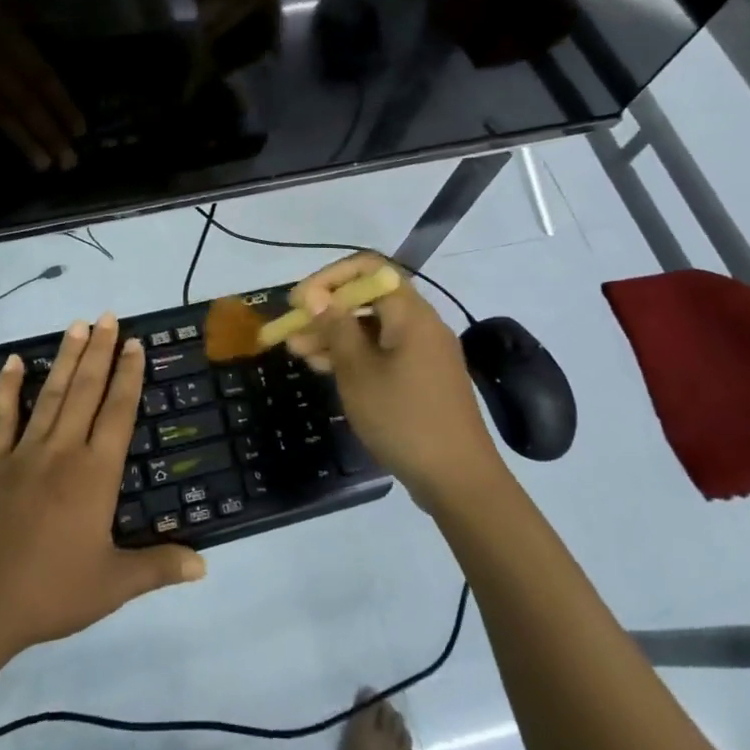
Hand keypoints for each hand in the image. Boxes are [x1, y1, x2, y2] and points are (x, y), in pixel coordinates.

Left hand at [0, 314, 205, 656]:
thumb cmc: (49, 591)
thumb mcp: (112, 585)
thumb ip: (158, 567)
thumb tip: (205, 564)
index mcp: (96, 474)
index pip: (119, 412)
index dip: (129, 376)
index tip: (135, 343)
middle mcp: (63, 451)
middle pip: (87, 391)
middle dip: (100, 352)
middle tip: (108, 316)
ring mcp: (23, 453)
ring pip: (52, 394)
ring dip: (66, 359)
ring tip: (77, 325)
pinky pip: (2, 417)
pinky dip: (8, 387)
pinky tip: (15, 361)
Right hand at [285, 254, 503, 503]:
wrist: (458, 480)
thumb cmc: (403, 418)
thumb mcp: (359, 372)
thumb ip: (336, 328)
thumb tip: (316, 295)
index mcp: (411, 313)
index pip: (368, 269)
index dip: (329, 278)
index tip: (299, 301)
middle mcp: (421, 324)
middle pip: (368, 299)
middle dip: (326, 311)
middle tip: (290, 331)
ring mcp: (424, 352)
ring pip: (373, 328)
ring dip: (335, 336)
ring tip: (298, 353)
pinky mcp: (423, 378)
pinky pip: (383, 352)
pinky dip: (355, 355)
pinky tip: (325, 369)